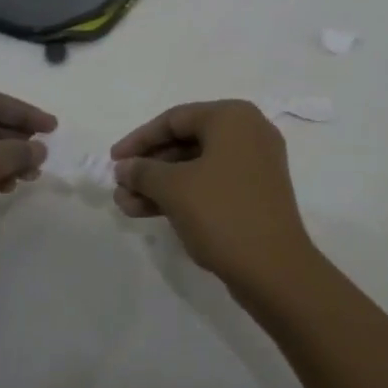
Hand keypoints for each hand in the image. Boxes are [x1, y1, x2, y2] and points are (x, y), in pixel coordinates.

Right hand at [110, 99, 315, 289]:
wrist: (275, 270)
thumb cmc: (222, 213)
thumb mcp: (174, 188)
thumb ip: (143, 171)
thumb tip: (125, 168)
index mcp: (232, 118)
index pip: (175, 119)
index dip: (139, 139)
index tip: (113, 160)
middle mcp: (247, 133)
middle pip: (185, 142)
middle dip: (149, 167)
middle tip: (119, 186)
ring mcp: (254, 165)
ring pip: (196, 167)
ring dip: (159, 185)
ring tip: (125, 205)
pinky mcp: (255, 194)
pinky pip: (210, 184)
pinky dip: (182, 195)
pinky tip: (148, 212)